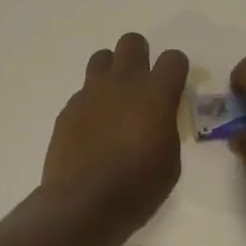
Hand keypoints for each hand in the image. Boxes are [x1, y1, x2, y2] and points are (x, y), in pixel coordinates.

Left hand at [42, 33, 188, 244]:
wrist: (83, 204)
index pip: (173, 58)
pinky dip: (93, 102)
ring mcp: (91, 93)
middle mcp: (123, 83)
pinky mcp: (69, 108)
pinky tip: (94, 128)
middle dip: (141, 57)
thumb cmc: (137, 188)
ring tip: (115, 100)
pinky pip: (84, 91)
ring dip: (113, 72)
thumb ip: (167, 128)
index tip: (175, 88)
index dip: (177, 70)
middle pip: (132, 42)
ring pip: (103, 57)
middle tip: (143, 86)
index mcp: (155, 95)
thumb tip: (159, 118)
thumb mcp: (170, 161)